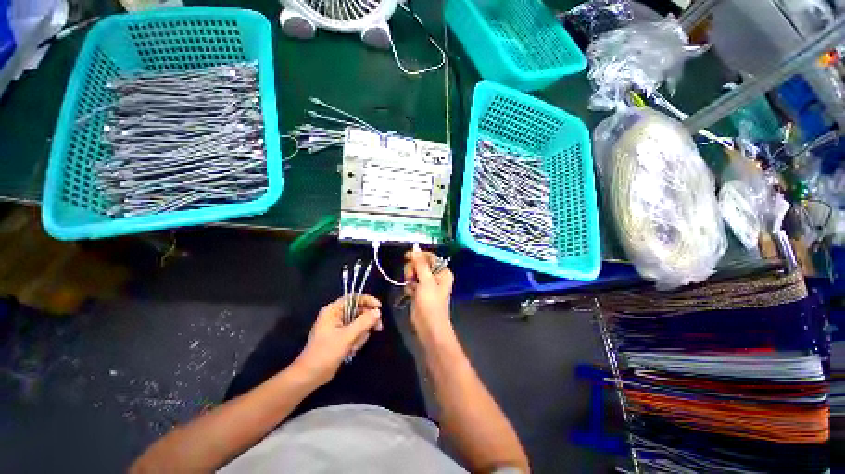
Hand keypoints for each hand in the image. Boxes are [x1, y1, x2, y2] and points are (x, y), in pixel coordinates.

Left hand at [294, 295, 382, 385]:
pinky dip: (357, 340)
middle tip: (378, 328)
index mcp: (333, 310)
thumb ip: (363, 322)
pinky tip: (352, 350)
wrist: (310, 376)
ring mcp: (339, 326)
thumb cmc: (325, 353)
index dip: (367, 300)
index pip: (354, 298)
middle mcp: (336, 315)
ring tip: (354, 346)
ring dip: (361, 334)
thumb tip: (378, 311)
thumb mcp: (346, 337)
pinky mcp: (341, 337)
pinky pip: (355, 332)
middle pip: (359, 310)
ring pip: (359, 323)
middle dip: (367, 321)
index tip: (379, 308)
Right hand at [403, 248, 454, 343]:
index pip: (429, 257)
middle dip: (413, 270)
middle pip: (419, 264)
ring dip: (410, 279)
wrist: (428, 327)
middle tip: (411, 278)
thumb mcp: (426, 281)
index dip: (418, 255)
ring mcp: (427, 284)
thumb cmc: (431, 303)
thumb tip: (415, 248)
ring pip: (413, 273)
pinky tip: (411, 295)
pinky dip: (409, 288)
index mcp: (442, 271)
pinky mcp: (419, 292)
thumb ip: (420, 264)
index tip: (407, 256)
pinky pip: (411, 283)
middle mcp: (435, 276)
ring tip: (412, 288)